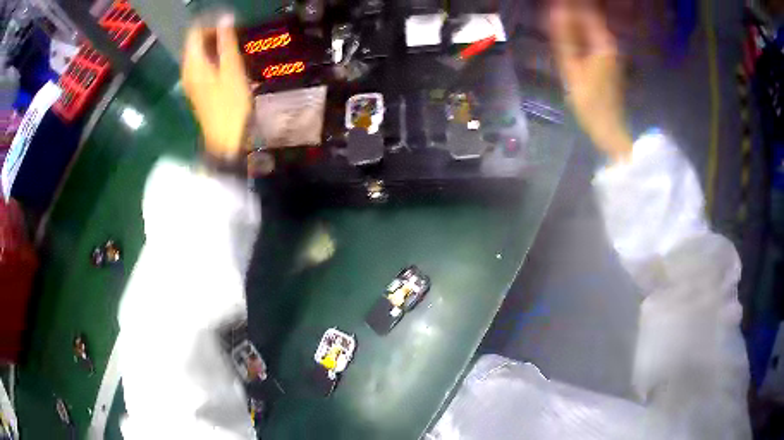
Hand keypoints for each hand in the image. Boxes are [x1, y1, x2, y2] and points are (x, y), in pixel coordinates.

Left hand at [182, 16, 251, 160]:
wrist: (225, 138)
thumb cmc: (230, 104)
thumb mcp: (232, 69)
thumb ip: (226, 41)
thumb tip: (225, 18)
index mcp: (193, 63)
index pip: (194, 32)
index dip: (210, 22)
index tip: (228, 21)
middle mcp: (187, 70)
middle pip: (195, 42)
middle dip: (212, 32)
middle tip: (233, 32)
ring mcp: (190, 81)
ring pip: (198, 53)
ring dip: (214, 45)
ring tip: (232, 44)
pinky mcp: (196, 89)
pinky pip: (201, 64)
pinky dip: (212, 57)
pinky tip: (226, 60)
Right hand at [549, 2, 632, 162]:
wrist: (609, 127)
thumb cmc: (590, 101)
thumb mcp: (571, 67)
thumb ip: (563, 37)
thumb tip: (555, 9)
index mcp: (602, 42)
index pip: (585, 10)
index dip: (569, 4)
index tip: (554, 1)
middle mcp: (609, 42)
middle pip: (588, 16)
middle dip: (570, 9)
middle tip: (551, 10)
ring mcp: (610, 51)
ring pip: (589, 27)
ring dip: (573, 20)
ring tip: (555, 18)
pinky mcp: (607, 59)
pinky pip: (590, 38)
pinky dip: (578, 32)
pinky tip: (565, 35)